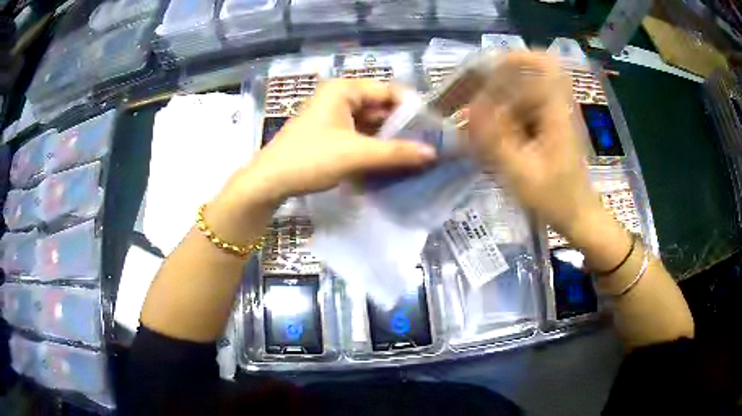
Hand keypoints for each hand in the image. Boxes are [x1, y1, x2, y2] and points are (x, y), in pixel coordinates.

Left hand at [241, 79, 437, 204]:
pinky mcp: (329, 133)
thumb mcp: (356, 154)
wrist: (269, 182)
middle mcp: (339, 97)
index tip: (434, 128)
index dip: (412, 108)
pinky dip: (374, 145)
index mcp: (344, 89)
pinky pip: (359, 134)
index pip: (388, 90)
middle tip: (429, 144)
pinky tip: (391, 159)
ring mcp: (333, 115)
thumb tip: (433, 153)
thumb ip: (396, 152)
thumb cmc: (310, 159)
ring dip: (390, 138)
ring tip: (416, 154)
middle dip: (403, 126)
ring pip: (371, 122)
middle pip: (380, 106)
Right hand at [465, 52, 601, 234]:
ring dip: (495, 108)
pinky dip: (503, 122)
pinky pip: (521, 114)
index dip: (517, 56)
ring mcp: (552, 117)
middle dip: (493, 88)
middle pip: (522, 80)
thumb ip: (494, 140)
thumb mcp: (521, 173)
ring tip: (474, 130)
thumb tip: (470, 109)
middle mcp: (555, 107)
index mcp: (556, 111)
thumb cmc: (556, 199)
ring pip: (519, 97)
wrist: (579, 217)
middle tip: (469, 107)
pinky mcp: (547, 129)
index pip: (544, 64)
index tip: (489, 66)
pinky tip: (491, 142)